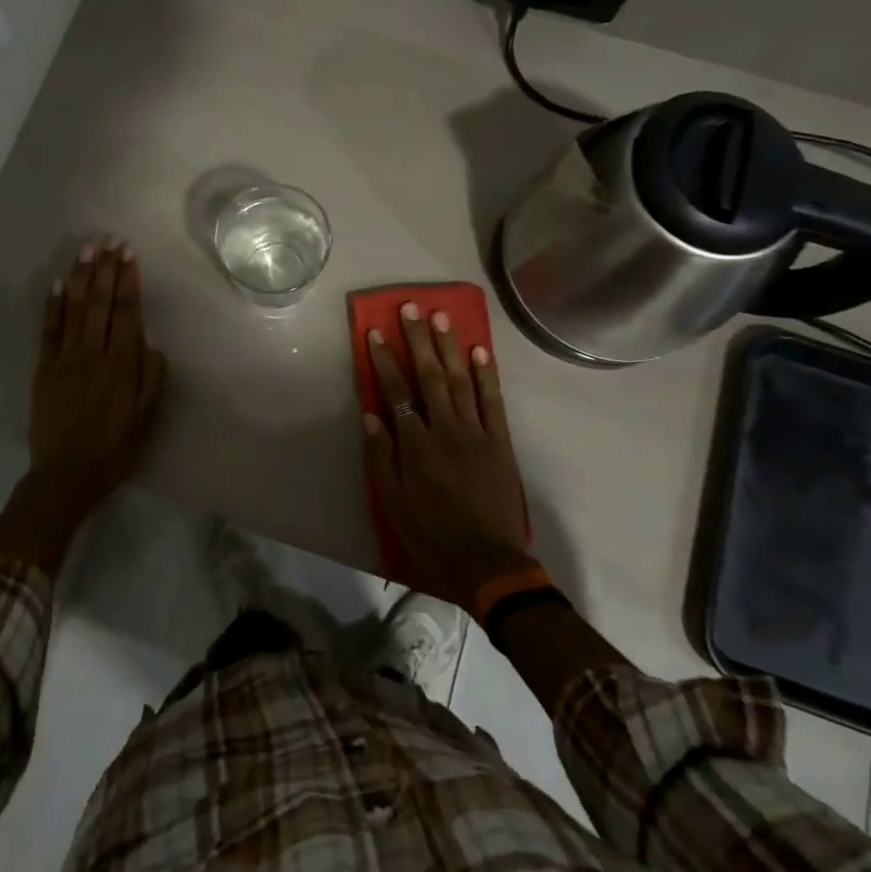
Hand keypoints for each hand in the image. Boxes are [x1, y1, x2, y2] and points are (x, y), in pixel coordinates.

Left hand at [27, 236, 168, 514]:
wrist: (66, 475)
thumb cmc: (114, 448)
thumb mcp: (146, 417)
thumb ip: (151, 376)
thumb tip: (150, 338)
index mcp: (121, 365)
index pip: (126, 312)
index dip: (128, 281)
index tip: (129, 254)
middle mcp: (93, 354)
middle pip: (101, 303)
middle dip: (106, 269)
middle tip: (109, 240)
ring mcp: (65, 359)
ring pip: (75, 309)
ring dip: (81, 277)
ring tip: (86, 249)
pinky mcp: (43, 369)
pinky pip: (48, 331)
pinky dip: (52, 305)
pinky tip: (56, 283)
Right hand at [363, 303, 535, 611]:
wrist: (487, 563)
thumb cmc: (431, 535)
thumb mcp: (392, 504)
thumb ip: (381, 457)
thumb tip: (371, 414)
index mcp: (416, 445)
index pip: (396, 392)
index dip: (385, 360)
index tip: (375, 332)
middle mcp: (446, 429)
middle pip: (429, 375)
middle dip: (418, 339)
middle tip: (411, 308)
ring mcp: (476, 432)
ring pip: (461, 380)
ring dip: (450, 346)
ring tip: (441, 317)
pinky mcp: (500, 441)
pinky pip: (492, 401)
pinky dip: (486, 374)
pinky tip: (479, 351)